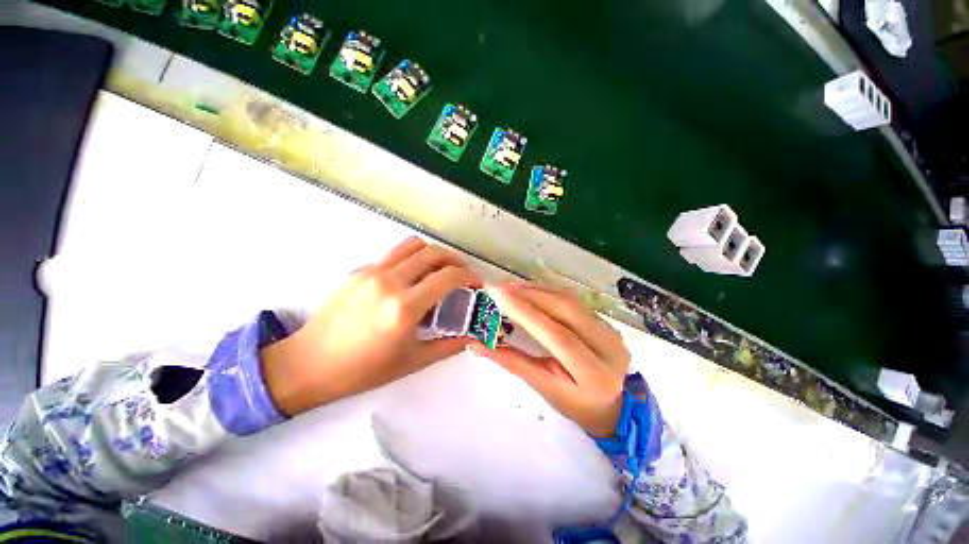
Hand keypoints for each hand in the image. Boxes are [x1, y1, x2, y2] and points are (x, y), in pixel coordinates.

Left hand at [261, 237, 480, 415]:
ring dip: (434, 254)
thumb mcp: (413, 361)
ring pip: (413, 246)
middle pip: (433, 253)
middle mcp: (389, 282)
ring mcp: (371, 272)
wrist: (308, 364)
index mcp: (404, 307)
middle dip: (456, 260)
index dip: (469, 276)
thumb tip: (473, 335)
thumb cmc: (363, 370)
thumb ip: (449, 345)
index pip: (447, 277)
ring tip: (441, 270)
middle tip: (462, 275)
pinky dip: (412, 260)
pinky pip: (394, 255)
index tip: (476, 284)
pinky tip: (411, 279)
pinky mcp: (359, 270)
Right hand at [470, 283, 628, 436]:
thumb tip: (477, 343)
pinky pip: (573, 300)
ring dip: (537, 290)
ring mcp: (610, 329)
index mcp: (594, 373)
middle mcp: (609, 346)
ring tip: (510, 288)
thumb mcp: (543, 387)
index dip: (526, 312)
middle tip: (500, 288)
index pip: (557, 335)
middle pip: (565, 309)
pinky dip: (548, 292)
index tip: (498, 296)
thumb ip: (512, 362)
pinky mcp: (604, 320)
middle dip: (529, 295)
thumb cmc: (574, 403)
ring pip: (569, 299)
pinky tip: (529, 291)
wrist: (611, 404)